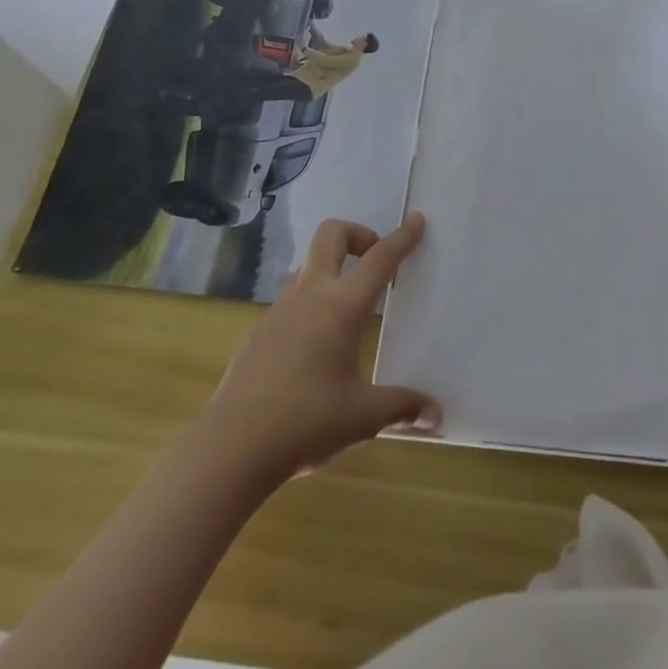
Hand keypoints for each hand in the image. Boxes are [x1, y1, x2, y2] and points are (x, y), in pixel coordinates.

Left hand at [202, 215, 441, 478]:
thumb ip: (401, 407)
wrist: (230, 448)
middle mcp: (310, 295)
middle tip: (375, 261)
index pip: (379, 258)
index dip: (402, 238)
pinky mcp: (260, 331)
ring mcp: (279, 310)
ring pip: (308, 264)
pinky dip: (312, 300)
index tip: (416, 220)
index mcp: (342, 306)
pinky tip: (317, 342)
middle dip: (358, 235)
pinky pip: (292, 297)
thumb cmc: (305, 422)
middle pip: (331, 235)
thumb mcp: (363, 417)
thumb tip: (437, 415)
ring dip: (332, 267)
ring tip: (349, 304)